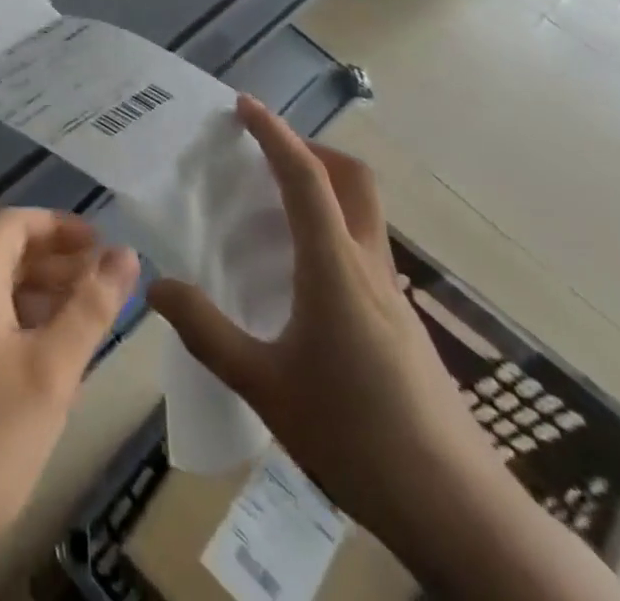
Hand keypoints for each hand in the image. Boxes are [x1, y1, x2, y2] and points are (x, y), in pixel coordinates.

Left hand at [0, 208, 138, 600]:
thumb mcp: (50, 373)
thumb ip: (90, 308)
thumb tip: (125, 253)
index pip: (15, 222)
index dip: (61, 226)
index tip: (103, 246)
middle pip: (3, 253)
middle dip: (55, 262)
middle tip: (104, 286)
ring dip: (38, 296)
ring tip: (84, 323)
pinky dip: (15, 325)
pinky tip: (43, 364)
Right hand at [148, 97, 495, 539]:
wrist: (462, 514)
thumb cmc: (358, 439)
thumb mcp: (266, 388)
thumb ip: (208, 333)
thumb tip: (157, 287)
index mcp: (335, 268)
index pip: (305, 178)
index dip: (274, 133)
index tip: (244, 105)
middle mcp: (368, 267)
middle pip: (353, 179)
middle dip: (311, 148)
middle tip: (265, 150)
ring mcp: (394, 295)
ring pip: (363, 212)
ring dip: (323, 187)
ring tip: (272, 207)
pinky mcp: (403, 323)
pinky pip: (363, 248)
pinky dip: (331, 230)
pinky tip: (301, 276)